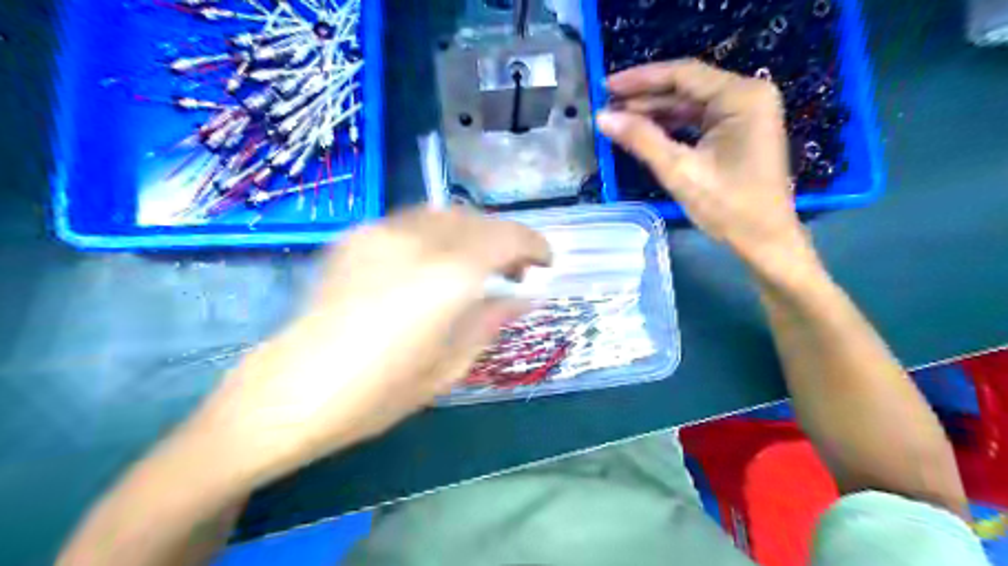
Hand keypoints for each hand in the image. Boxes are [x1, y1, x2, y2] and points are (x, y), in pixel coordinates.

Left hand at [184, 211, 554, 483]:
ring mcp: (381, 232)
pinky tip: (435, 261)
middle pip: (478, 219)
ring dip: (474, 232)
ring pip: (446, 213)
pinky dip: (439, 233)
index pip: (507, 238)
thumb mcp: (450, 366)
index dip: (534, 245)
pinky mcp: (356, 236)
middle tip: (516, 269)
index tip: (546, 262)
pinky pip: (412, 222)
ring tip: (479, 263)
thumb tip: (525, 297)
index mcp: (446, 278)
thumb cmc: (378, 393)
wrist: (291, 390)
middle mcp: (417, 241)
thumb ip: (491, 321)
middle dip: (506, 239)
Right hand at [598, 57, 817, 270]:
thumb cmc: (728, 207)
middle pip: (687, 86)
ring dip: (655, 111)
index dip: (640, 79)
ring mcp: (746, 113)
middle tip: (608, 104)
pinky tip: (645, 130)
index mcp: (741, 96)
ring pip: (690, 103)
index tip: (606, 85)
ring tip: (619, 118)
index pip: (683, 75)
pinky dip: (671, 125)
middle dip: (645, 96)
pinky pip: (698, 119)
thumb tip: (602, 118)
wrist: (765, 240)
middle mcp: (747, 95)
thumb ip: (641, 139)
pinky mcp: (739, 131)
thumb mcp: (680, 171)